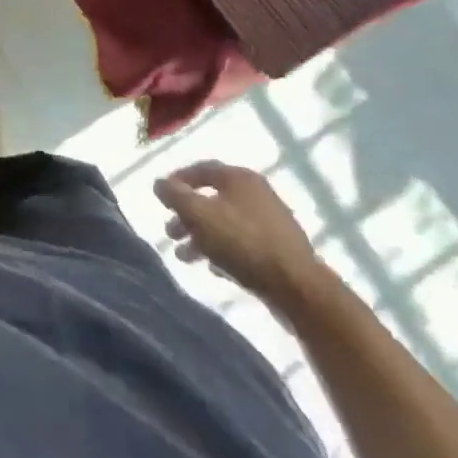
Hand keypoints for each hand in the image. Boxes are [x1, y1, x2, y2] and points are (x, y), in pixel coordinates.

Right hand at [155, 161, 325, 307]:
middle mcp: (257, 193)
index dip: (177, 181)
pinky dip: (223, 250)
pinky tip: (212, 267)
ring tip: (184, 256)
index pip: (201, 169)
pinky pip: (242, 244)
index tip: (161, 197)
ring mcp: (271, 222)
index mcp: (239, 178)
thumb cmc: (242, 242)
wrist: (297, 287)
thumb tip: (160, 183)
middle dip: (187, 216)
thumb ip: (174, 195)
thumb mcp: (198, 214)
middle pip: (212, 199)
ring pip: (226, 224)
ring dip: (201, 237)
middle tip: (170, 232)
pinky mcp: (279, 250)